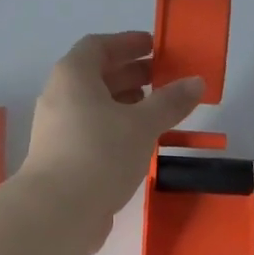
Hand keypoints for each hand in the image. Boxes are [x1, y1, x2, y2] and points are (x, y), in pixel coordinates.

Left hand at [21, 31, 204, 238]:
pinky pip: (92, 133)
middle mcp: (59, 97)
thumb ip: (170, 102)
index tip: (154, 47)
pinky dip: (115, 130)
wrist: (58, 211)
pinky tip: (137, 145)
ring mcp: (57, 131)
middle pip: (96, 76)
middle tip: (163, 80)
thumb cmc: (100, 155)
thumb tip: (196, 82)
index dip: (127, 43)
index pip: (99, 46)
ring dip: (124, 105)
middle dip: (130, 75)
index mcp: (73, 76)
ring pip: (94, 108)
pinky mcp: (62, 160)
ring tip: (155, 113)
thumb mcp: (142, 125)